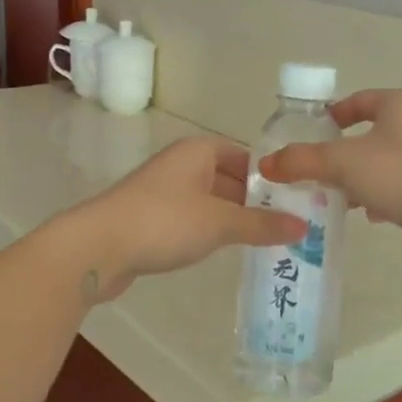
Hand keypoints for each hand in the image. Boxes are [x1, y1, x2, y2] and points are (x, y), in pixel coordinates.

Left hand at [65, 136, 306, 300]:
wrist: (97, 247)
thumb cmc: (164, 222)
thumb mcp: (220, 223)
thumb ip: (262, 224)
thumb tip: (304, 228)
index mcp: (198, 151)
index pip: (245, 156)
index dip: (271, 176)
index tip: (298, 199)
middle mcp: (181, 164)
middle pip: (229, 178)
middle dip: (255, 201)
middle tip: (290, 224)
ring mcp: (163, 192)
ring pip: (210, 201)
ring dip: (234, 219)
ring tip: (267, 240)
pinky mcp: (151, 219)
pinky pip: (192, 219)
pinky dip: (211, 231)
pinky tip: (226, 251)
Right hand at [258, 90, 401, 265]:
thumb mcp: (343, 163)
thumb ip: (303, 161)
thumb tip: (267, 163)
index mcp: (400, 104)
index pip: (358, 100)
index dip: (331, 115)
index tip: (309, 135)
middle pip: (369, 133)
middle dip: (340, 153)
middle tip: (314, 171)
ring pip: (383, 162)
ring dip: (359, 178)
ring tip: (334, 197)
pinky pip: (400, 186)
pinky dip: (381, 197)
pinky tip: (368, 215)